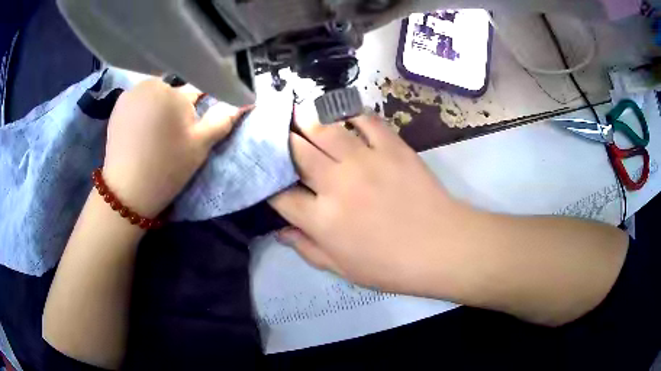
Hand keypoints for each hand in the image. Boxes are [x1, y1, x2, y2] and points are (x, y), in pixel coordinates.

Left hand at [103, 79, 246, 216]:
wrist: (127, 192)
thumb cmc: (167, 167)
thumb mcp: (200, 145)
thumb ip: (223, 119)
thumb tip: (246, 102)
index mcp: (172, 91)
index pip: (197, 88)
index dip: (201, 106)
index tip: (196, 124)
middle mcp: (149, 84)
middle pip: (173, 91)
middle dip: (177, 108)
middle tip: (173, 137)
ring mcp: (130, 94)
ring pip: (155, 95)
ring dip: (159, 108)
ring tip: (155, 136)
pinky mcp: (117, 107)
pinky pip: (138, 101)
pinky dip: (143, 111)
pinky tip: (140, 132)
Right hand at [269, 115, 472, 293]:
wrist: (441, 248)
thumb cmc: (391, 266)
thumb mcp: (343, 269)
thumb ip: (308, 249)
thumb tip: (281, 233)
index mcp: (322, 220)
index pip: (282, 195)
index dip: (269, 183)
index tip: (268, 175)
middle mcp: (336, 185)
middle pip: (297, 153)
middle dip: (281, 140)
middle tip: (275, 130)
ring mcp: (365, 162)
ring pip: (326, 131)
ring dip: (307, 119)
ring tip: (297, 112)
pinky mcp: (392, 148)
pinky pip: (367, 121)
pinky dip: (352, 114)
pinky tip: (344, 113)